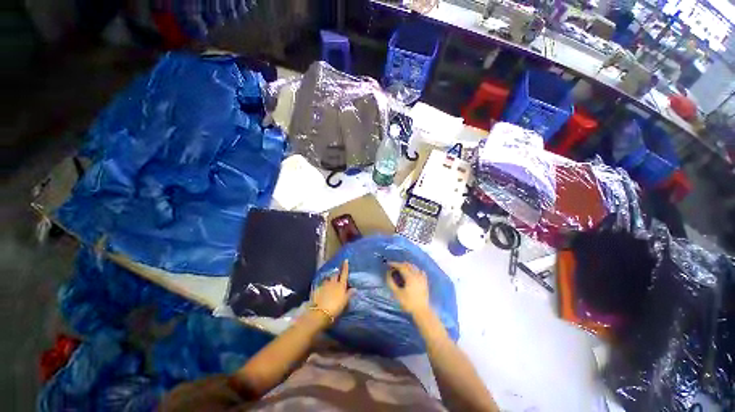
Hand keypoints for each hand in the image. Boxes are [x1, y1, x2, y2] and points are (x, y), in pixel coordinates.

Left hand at [311, 260, 353, 319]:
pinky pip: (321, 285)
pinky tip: (322, 291)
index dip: (345, 267)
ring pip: (327, 280)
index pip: (344, 274)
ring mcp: (324, 285)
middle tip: (338, 274)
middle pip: (335, 275)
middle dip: (336, 274)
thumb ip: (349, 294)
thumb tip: (354, 288)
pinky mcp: (316, 290)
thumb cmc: (335, 307)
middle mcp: (332, 283)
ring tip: (329, 283)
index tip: (345, 260)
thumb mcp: (345, 302)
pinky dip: (323, 287)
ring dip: (329, 280)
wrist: (320, 313)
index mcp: (341, 285)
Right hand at [386, 262, 430, 316]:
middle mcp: (416, 275)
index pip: (401, 266)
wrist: (422, 311)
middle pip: (408, 265)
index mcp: (410, 277)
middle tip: (393, 267)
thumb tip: (388, 274)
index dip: (394, 264)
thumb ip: (391, 283)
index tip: (388, 263)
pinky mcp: (425, 282)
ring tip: (401, 268)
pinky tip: (413, 272)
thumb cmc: (408, 303)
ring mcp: (422, 278)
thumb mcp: (397, 294)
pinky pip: (420, 271)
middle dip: (400, 264)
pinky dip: (415, 269)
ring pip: (414, 267)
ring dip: (407, 266)